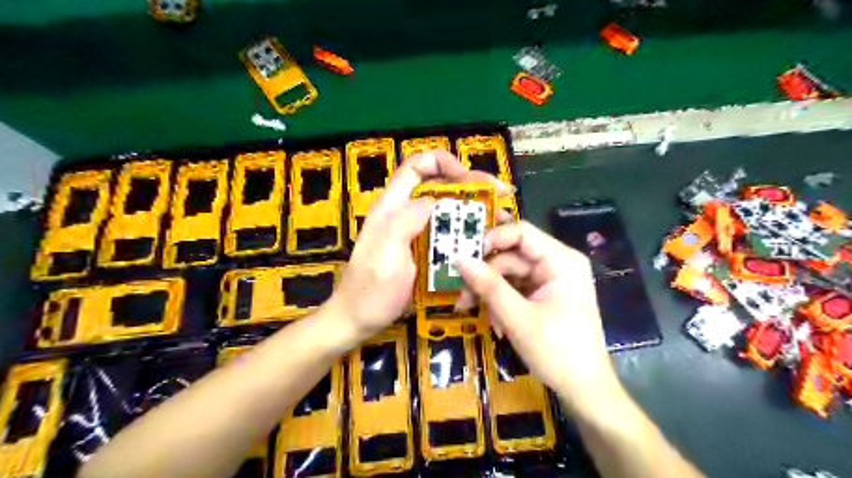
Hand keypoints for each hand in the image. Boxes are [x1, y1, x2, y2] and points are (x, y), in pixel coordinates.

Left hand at [327, 150, 511, 343]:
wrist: (359, 320)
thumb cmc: (370, 290)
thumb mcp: (385, 254)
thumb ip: (406, 221)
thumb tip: (434, 199)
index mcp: (393, 206)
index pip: (417, 166)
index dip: (444, 163)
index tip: (470, 179)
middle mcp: (406, 213)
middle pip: (440, 186)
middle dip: (472, 186)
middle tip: (502, 197)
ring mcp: (416, 234)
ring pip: (449, 211)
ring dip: (475, 211)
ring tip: (502, 219)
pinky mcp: (424, 252)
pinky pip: (450, 235)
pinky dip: (469, 234)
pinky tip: (487, 243)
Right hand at [460, 222, 619, 415]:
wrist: (585, 390)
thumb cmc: (557, 351)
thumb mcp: (517, 317)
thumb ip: (488, 285)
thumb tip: (458, 258)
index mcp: (561, 261)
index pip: (521, 233)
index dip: (491, 239)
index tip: (464, 256)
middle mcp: (557, 264)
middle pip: (511, 256)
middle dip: (485, 276)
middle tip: (461, 294)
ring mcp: (551, 281)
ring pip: (509, 274)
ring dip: (490, 293)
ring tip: (473, 313)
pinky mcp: (545, 296)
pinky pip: (516, 290)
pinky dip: (501, 303)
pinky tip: (496, 324)